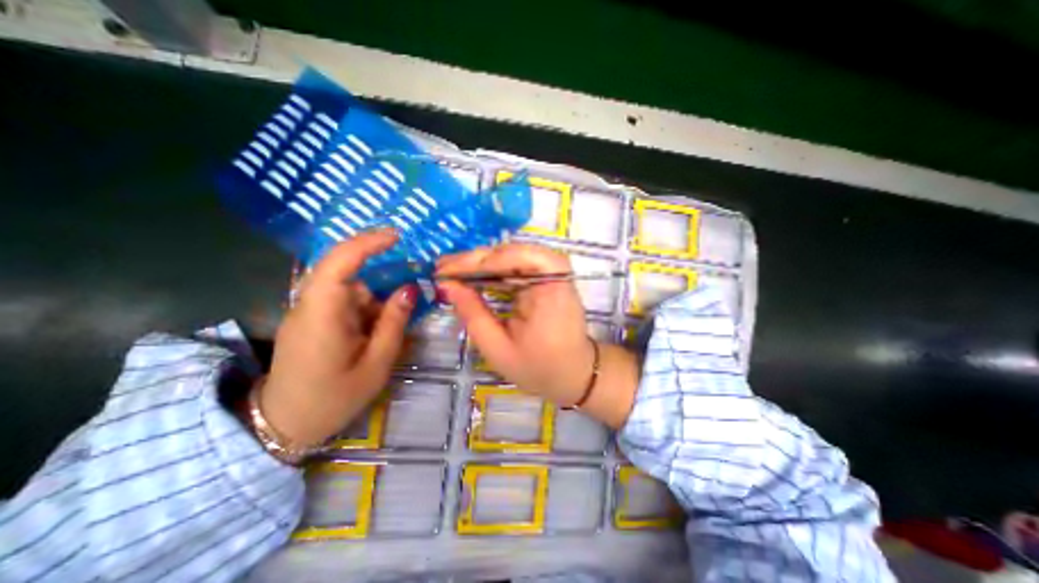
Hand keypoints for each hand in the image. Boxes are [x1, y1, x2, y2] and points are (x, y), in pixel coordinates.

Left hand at [257, 227, 416, 445]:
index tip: (397, 236)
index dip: (367, 243)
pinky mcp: (311, 319)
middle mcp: (309, 305)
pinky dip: (365, 309)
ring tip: (389, 329)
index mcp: (322, 316)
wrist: (283, 426)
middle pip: (346, 273)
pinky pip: (343, 301)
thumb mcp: (376, 364)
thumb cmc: (333, 399)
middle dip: (380, 279)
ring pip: (348, 288)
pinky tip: (374, 332)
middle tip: (408, 293)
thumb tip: (410, 288)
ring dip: (375, 300)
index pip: (339, 263)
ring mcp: (307, 311)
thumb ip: (394, 323)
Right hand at [434, 241, 636, 428]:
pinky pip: (516, 266)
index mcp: (553, 289)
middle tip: (443, 268)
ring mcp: (552, 274)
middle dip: (476, 260)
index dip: (481, 261)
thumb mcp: (498, 349)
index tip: (447, 271)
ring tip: (452, 271)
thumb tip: (448, 286)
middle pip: (514, 252)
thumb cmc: (539, 368)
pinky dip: (492, 271)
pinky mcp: (545, 279)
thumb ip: (473, 315)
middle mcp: (556, 274)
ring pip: (513, 256)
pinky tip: (472, 276)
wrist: (572, 374)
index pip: (519, 257)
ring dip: (481, 263)